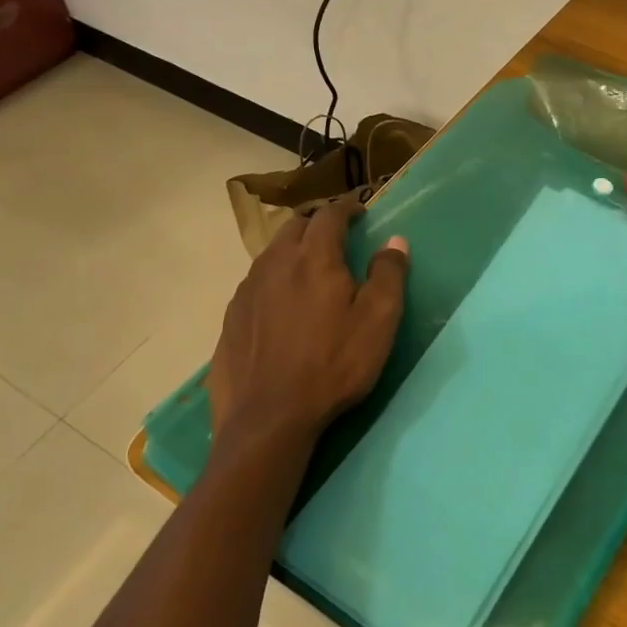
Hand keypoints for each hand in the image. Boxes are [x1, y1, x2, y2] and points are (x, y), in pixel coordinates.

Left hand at [208, 198, 409, 464]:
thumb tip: (395, 240)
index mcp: (314, 258)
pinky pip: (255, 284)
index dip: (347, 207)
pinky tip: (280, 304)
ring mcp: (247, 291)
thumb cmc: (334, 365)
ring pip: (271, 254)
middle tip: (335, 234)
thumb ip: (389, 274)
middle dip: (317, 223)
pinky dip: (273, 279)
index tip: (360, 208)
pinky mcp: (231, 318)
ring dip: (292, 250)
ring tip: (308, 266)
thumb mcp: (378, 321)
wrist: (268, 419)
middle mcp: (275, 263)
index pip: (329, 215)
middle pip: (294, 227)